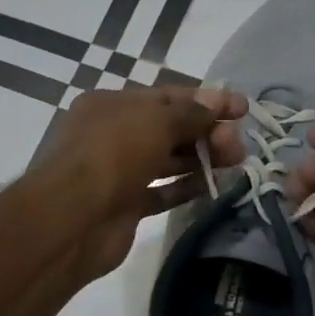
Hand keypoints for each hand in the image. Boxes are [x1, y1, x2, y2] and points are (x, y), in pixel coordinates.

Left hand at [38, 85, 247, 280]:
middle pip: (168, 129)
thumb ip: (189, 113)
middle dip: (206, 132)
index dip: (205, 100)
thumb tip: (213, 104)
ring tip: (237, 162)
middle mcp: (112, 135)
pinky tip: (215, 186)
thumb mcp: (154, 121)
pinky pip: (161, 191)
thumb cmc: (112, 155)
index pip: (165, 97)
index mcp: (110, 106)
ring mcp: (117, 173)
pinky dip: (186, 187)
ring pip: (166, 160)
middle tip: (239, 143)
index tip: (242, 108)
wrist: (72, 218)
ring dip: (201, 159)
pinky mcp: (125, 206)